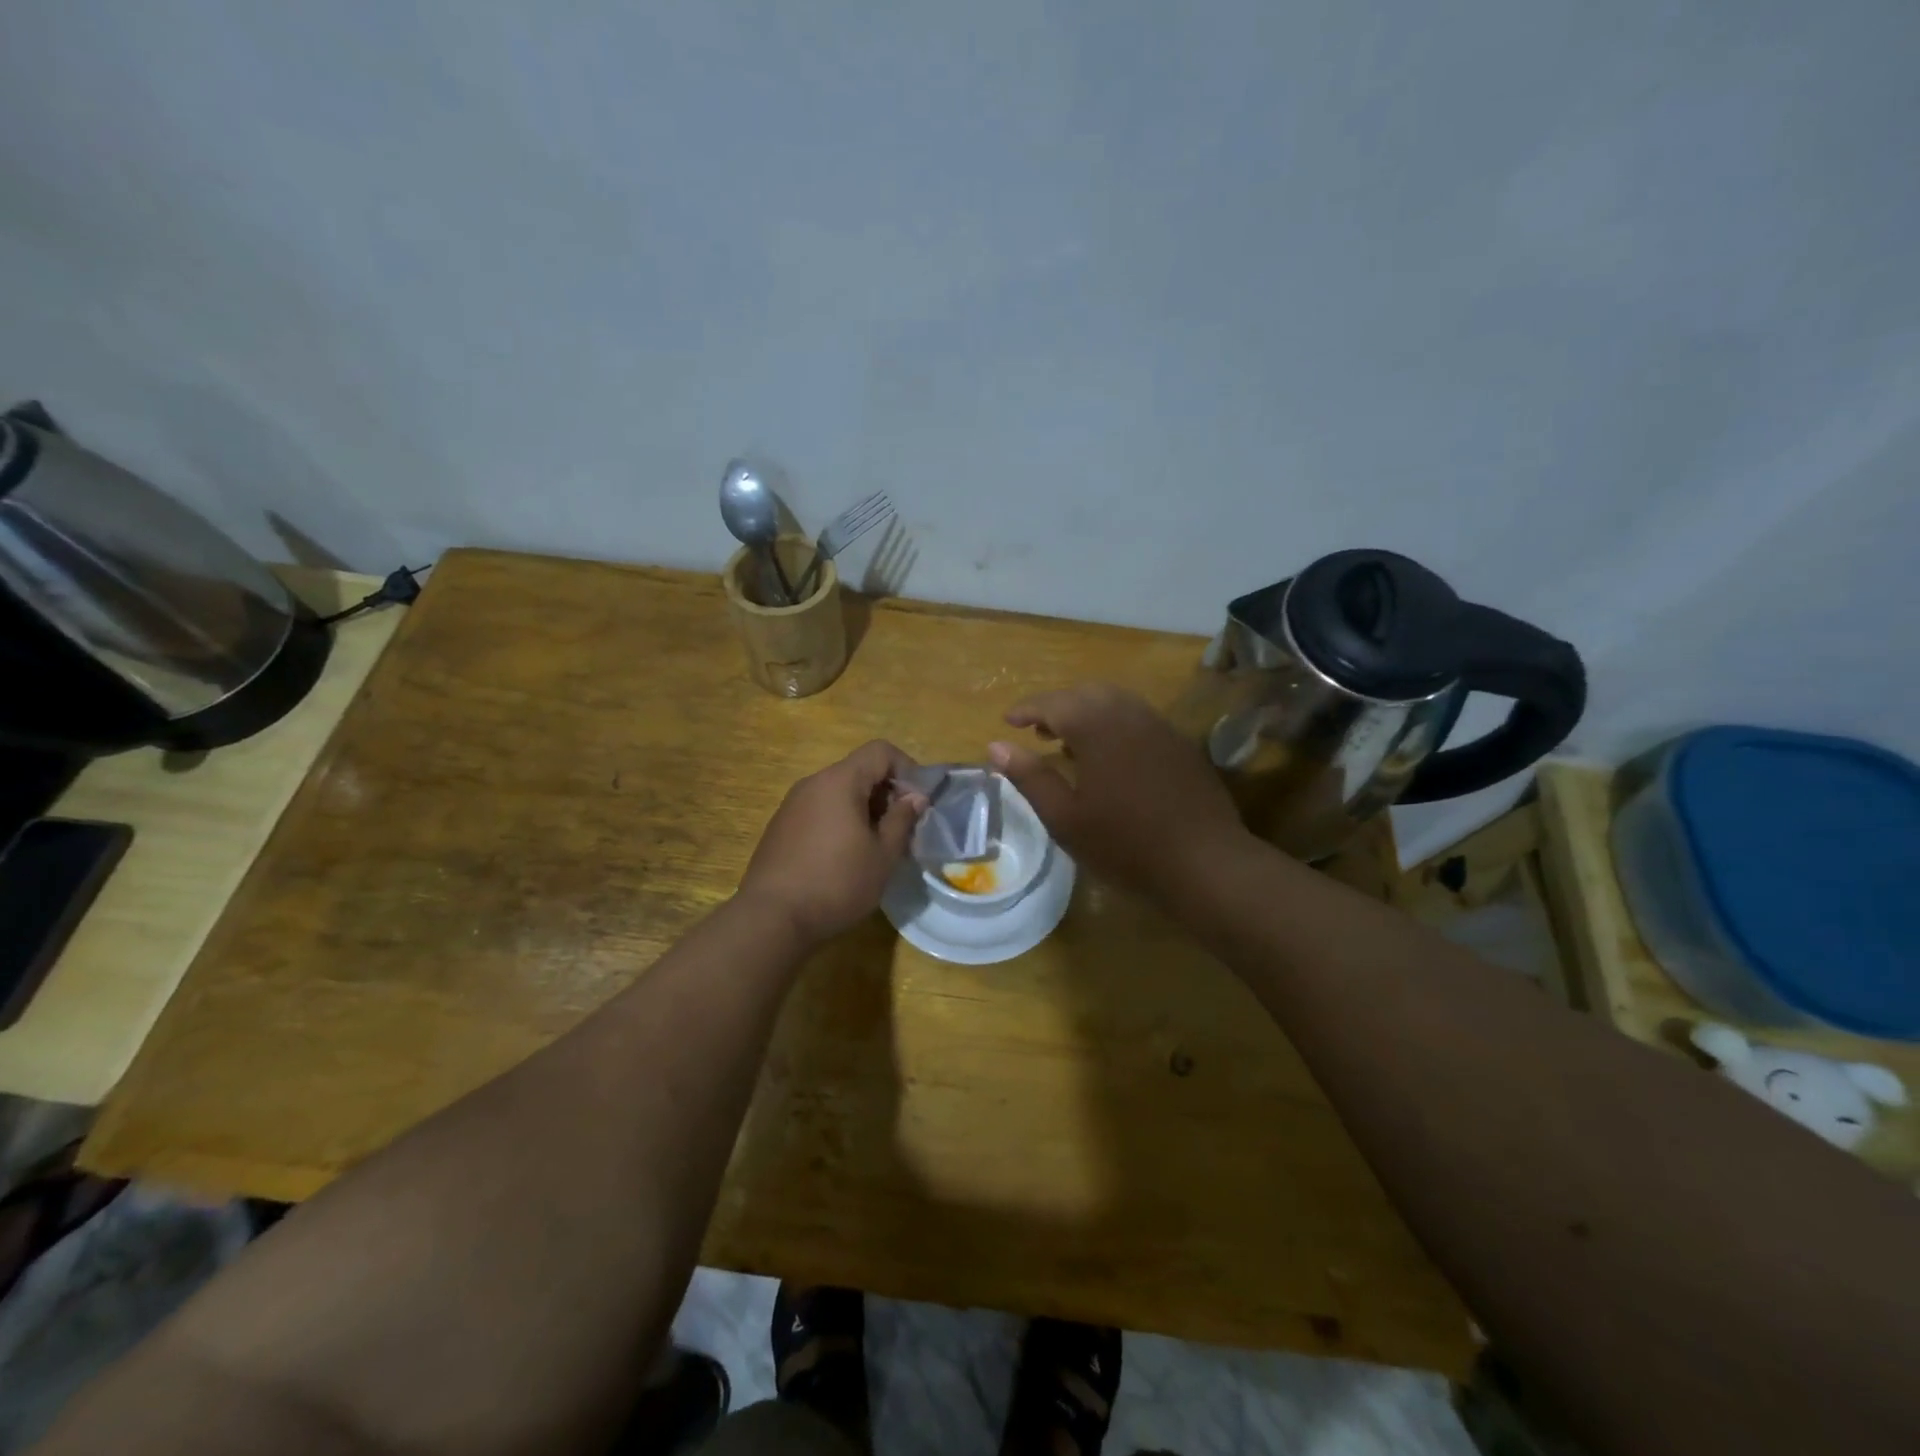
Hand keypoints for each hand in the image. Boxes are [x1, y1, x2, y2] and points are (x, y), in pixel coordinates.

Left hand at [739, 740, 927, 945]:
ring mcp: (792, 804)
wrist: (771, 918)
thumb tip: (915, 797)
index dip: (907, 769)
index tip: (918, 803)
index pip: (880, 751)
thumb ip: (902, 819)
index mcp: (840, 781)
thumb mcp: (883, 855)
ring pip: (839, 792)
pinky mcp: (781, 827)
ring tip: (876, 847)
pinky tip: (845, 858)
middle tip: (901, 830)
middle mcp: (813, 783)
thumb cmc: (836, 883)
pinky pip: (820, 810)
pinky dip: (841, 821)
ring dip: (864, 809)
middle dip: (887, 793)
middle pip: (859, 770)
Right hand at [988, 684, 1249, 898]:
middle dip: (1058, 706)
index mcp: (1097, 726)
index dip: (1027, 709)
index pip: (1053, 703)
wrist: (1204, 861)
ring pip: (1116, 702)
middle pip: (1086, 693)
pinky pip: (1138, 719)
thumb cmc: (1124, 843)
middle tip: (1037, 731)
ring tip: (1069, 743)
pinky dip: (1114, 724)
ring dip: (1087, 713)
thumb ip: (1030, 777)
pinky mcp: (1180, 744)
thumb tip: (996, 746)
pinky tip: (1110, 757)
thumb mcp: (1064, 817)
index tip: (1008, 720)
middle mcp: (1129, 714)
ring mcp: (1160, 726)